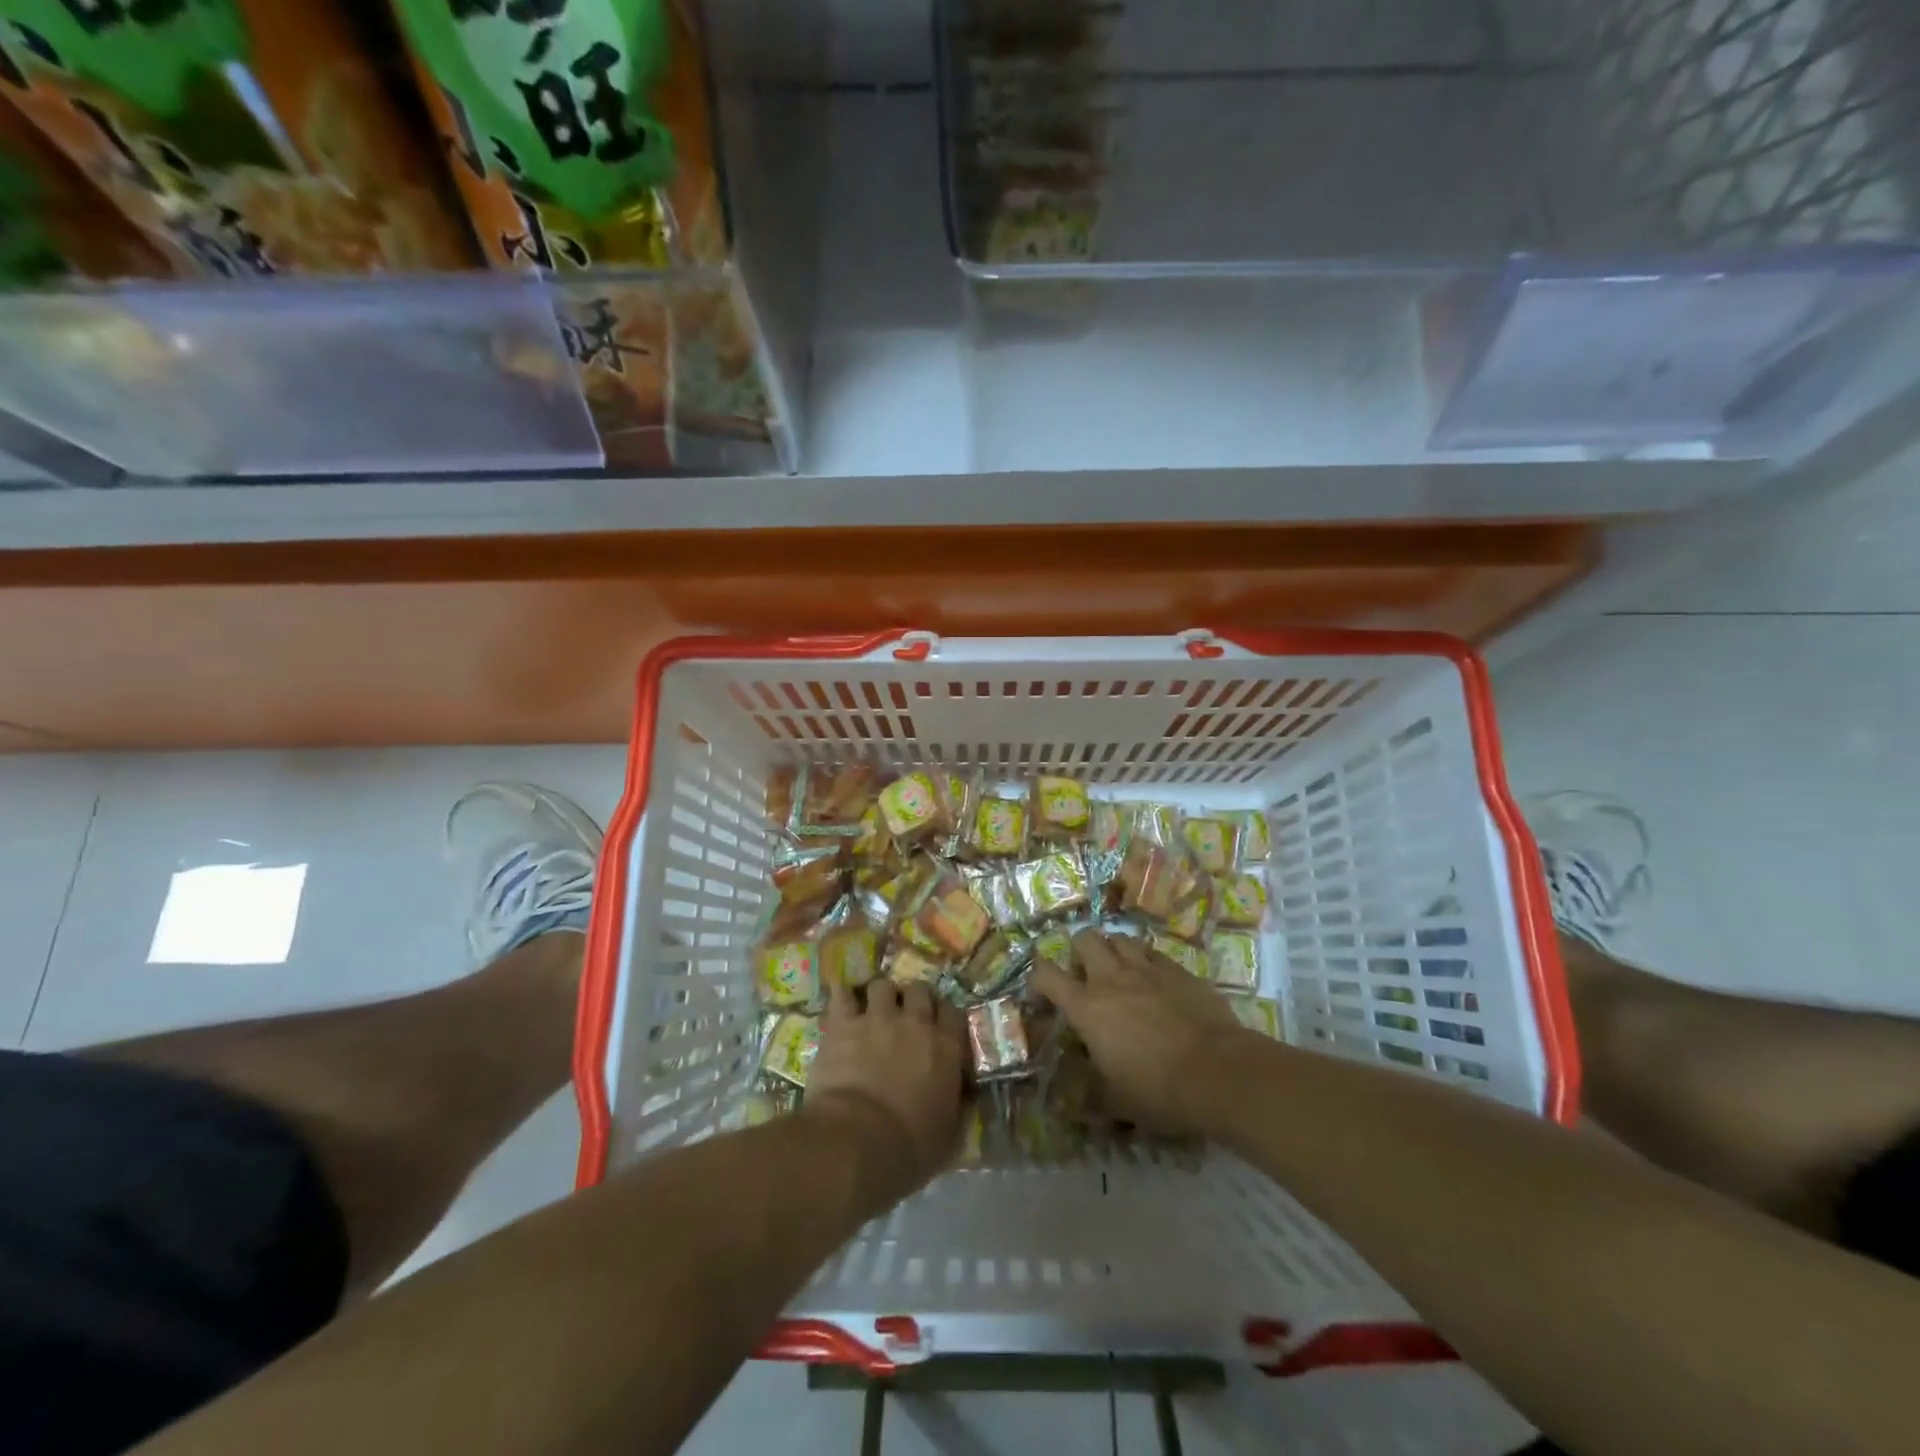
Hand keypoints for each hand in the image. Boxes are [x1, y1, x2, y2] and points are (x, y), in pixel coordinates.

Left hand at [804, 979, 965, 1199]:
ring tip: (871, 1012)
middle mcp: (915, 1022)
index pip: (953, 1013)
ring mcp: (878, 1018)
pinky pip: (841, 993)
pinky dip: (842, 996)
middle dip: (912, 1000)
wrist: (857, 1142)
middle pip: (919, 990)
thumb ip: (958, 1107)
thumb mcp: (950, 1135)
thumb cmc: (910, 1147)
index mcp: (946, 1047)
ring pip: (882, 985)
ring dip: (878, 997)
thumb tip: (963, 1096)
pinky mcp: (843, 1023)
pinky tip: (840, 1005)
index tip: (937, 1030)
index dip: (944, 1018)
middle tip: (904, 1018)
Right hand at [1030, 929, 1244, 1135]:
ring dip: (1113, 951)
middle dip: (1079, 951)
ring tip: (1120, 972)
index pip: (1046, 974)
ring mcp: (1147, 969)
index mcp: (1086, 1008)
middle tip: (1086, 975)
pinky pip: (1154, 953)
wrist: (1218, 1073)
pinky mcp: (1179, 970)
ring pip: (1120, 938)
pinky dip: (1147, 962)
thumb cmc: (1157, 1090)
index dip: (1037, 977)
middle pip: (1084, 938)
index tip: (1042, 994)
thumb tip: (1067, 1103)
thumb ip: (1088, 1093)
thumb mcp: (1114, 1102)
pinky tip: (1155, 982)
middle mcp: (1111, 978)